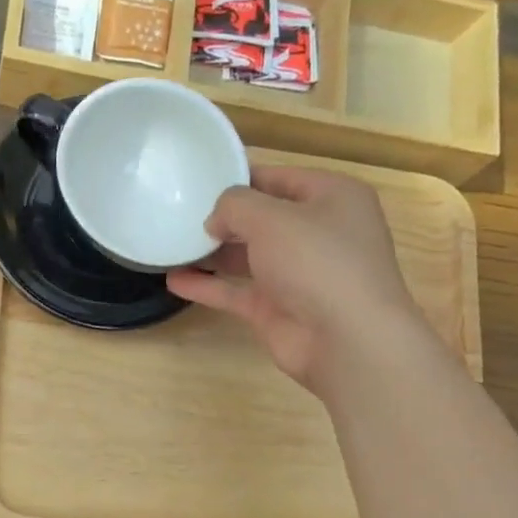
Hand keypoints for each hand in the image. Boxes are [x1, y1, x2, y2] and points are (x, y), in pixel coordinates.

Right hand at [168, 165, 423, 396]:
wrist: (347, 339)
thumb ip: (235, 206)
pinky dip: (208, 286)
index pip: (279, 178)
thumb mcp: (272, 217)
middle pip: (262, 219)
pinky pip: (237, 291)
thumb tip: (215, 220)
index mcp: (332, 198)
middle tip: (179, 214)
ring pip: (247, 257)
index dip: (240, 178)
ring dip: (211, 253)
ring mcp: (297, 275)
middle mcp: (317, 233)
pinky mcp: (277, 309)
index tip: (199, 181)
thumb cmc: (317, 261)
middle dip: (223, 218)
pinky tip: (174, 280)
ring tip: (170, 245)